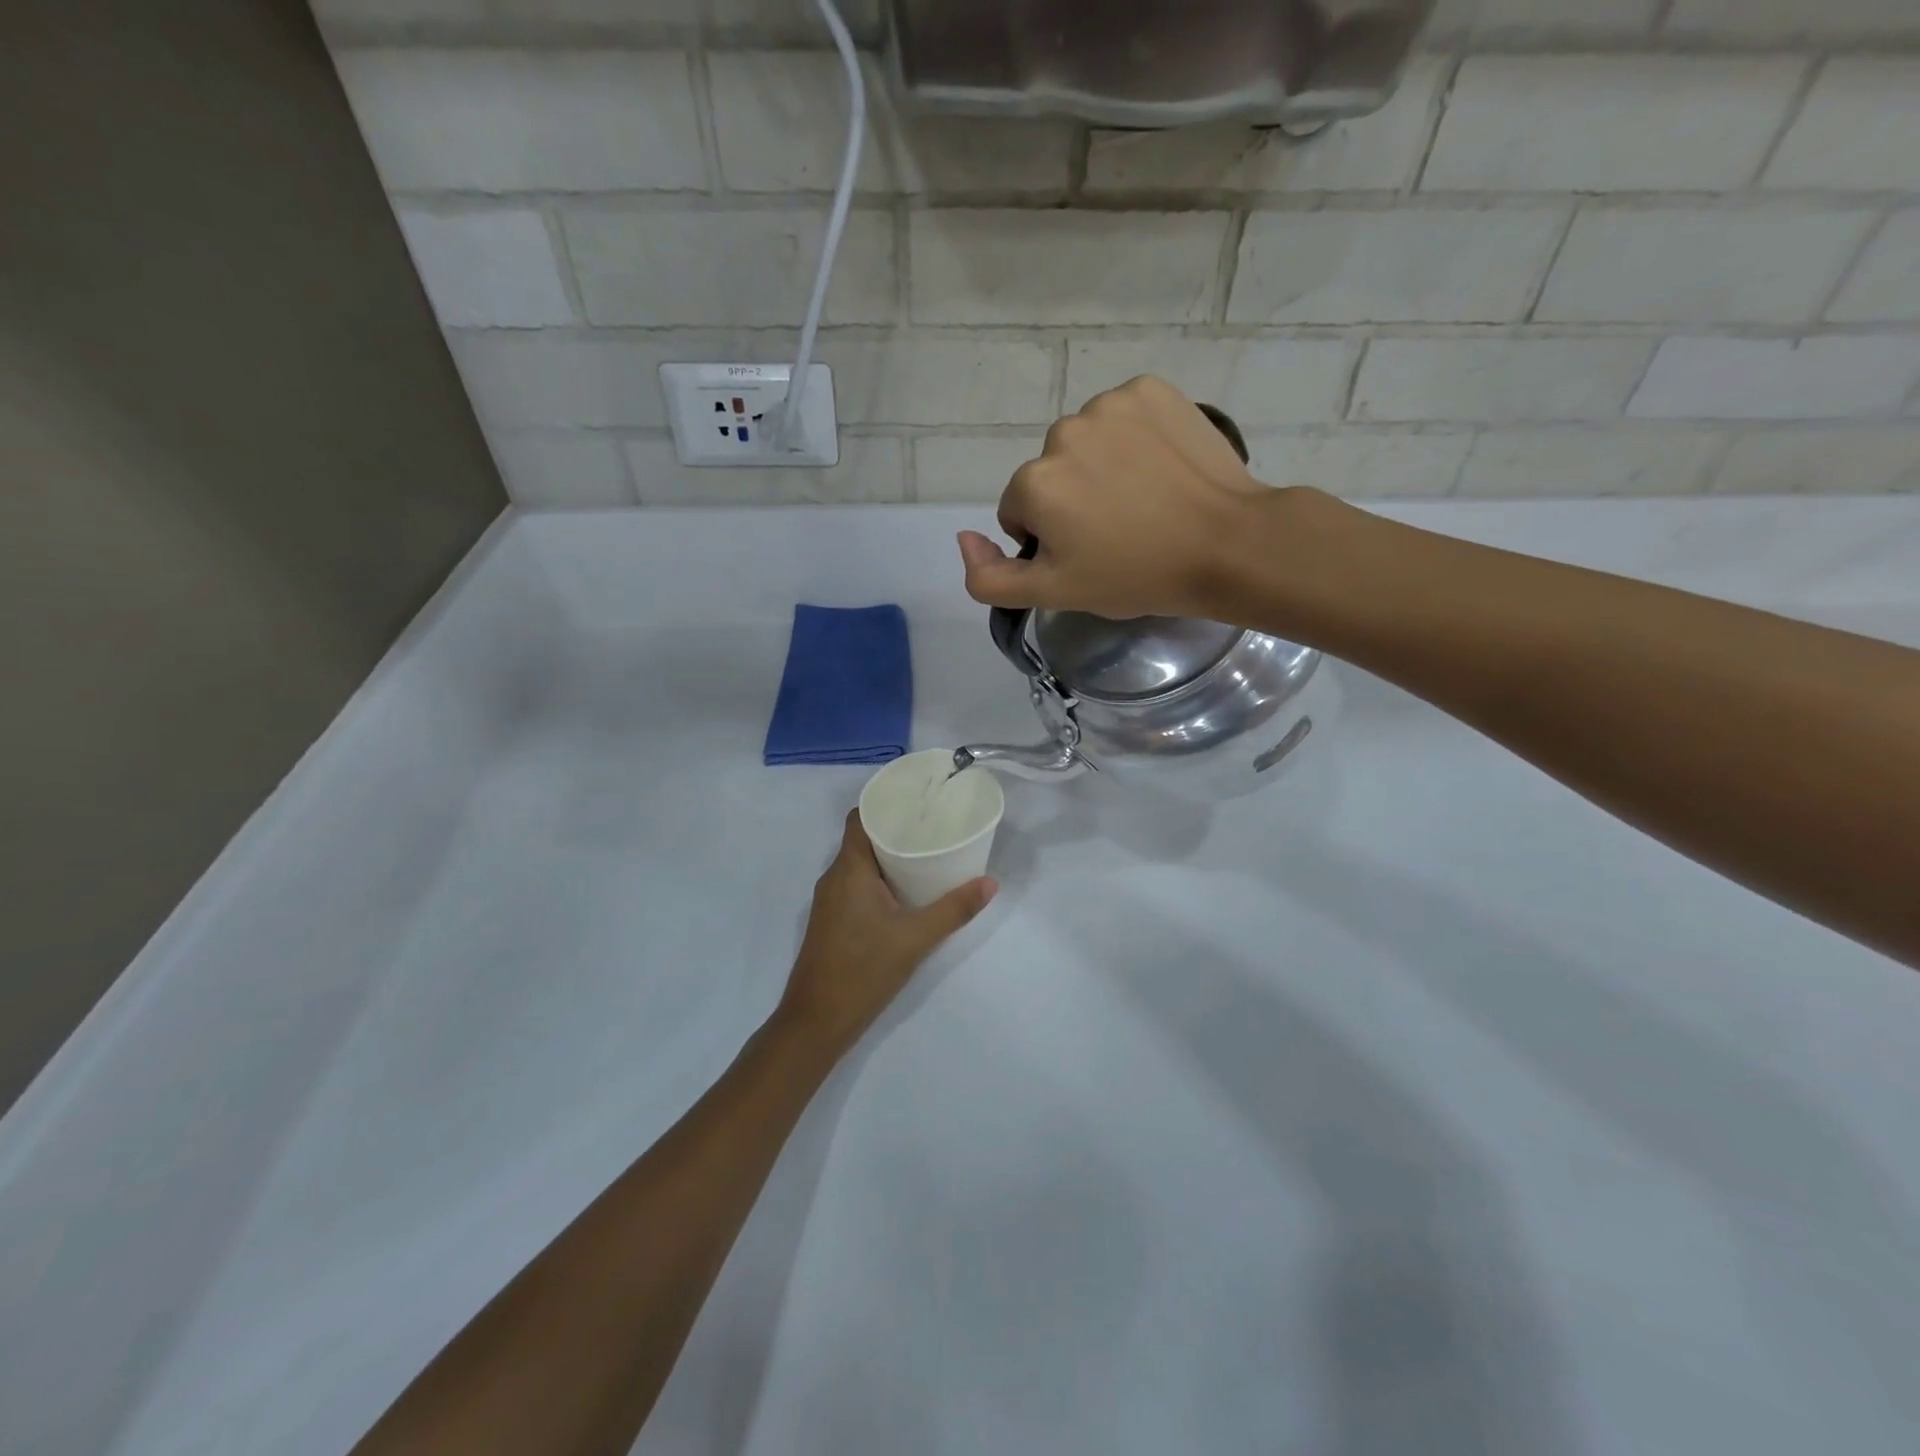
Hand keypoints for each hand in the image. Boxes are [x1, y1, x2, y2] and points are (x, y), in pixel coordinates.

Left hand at [778, 810, 995, 1053]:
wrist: (817, 1021)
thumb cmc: (864, 970)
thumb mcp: (916, 938)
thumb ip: (954, 909)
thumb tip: (990, 883)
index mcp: (849, 869)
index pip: (859, 818)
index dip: (884, 804)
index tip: (916, 802)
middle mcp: (833, 878)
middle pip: (862, 839)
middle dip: (894, 830)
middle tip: (931, 827)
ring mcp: (829, 901)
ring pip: (858, 864)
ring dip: (887, 857)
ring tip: (924, 855)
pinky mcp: (831, 921)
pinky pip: (854, 885)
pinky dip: (878, 879)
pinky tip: (904, 892)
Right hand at [956, 375, 1270, 619]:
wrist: (1227, 544)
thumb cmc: (1136, 575)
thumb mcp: (1054, 593)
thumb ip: (990, 578)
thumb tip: (963, 538)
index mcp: (1034, 482)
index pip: (1020, 510)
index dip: (1050, 538)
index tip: (1089, 554)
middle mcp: (1062, 432)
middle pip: (1051, 472)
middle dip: (1072, 499)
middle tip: (1119, 530)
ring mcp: (1109, 404)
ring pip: (1085, 442)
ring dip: (1101, 466)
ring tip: (1143, 499)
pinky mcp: (1150, 389)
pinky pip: (1122, 415)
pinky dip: (1133, 437)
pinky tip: (1159, 467)